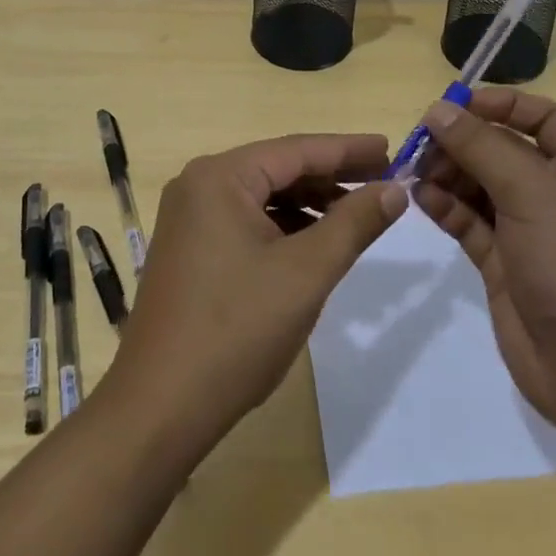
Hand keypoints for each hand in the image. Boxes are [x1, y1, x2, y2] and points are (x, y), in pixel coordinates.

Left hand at [103, 134, 405, 453]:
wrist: (160, 407)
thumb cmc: (236, 331)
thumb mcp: (305, 273)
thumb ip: (353, 224)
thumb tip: (395, 190)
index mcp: (219, 177)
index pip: (296, 150)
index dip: (348, 149)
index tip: (391, 148)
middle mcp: (198, 185)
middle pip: (278, 169)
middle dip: (330, 176)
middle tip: (383, 179)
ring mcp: (189, 217)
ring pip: (262, 196)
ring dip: (309, 203)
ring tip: (356, 212)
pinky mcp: (189, 248)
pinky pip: (245, 221)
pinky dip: (282, 226)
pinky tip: (314, 241)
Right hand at [413, 89, 555, 431]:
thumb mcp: (531, 194)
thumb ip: (481, 147)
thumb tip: (438, 110)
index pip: (540, 116)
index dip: (498, 104)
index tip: (452, 104)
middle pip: (502, 149)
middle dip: (462, 143)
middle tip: (421, 143)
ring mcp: (531, 229)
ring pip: (481, 185)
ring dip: (448, 173)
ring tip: (415, 171)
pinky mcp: (505, 262)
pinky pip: (470, 221)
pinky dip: (446, 207)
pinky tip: (419, 198)